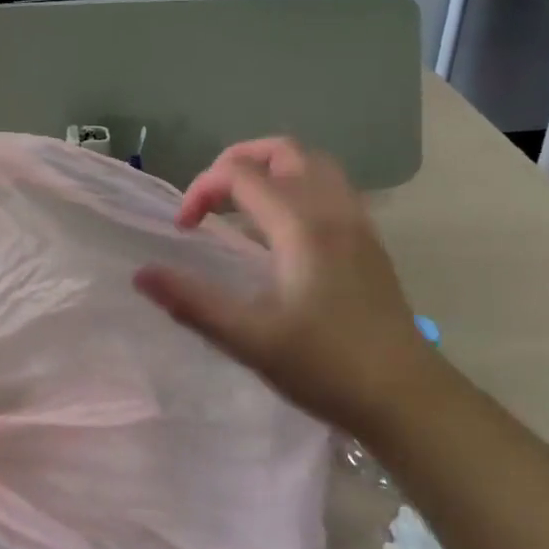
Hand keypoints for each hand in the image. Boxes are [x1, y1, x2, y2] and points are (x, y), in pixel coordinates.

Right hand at [134, 137, 435, 433]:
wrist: (407, 398)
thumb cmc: (326, 367)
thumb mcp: (249, 339)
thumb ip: (192, 302)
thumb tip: (141, 274)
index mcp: (301, 225)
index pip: (240, 174)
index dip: (201, 190)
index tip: (184, 228)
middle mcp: (333, 210)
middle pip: (283, 151)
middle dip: (237, 161)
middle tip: (211, 199)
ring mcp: (358, 223)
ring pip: (313, 164)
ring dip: (270, 170)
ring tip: (242, 207)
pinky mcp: (369, 242)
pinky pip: (330, 188)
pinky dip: (297, 187)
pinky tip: (282, 231)